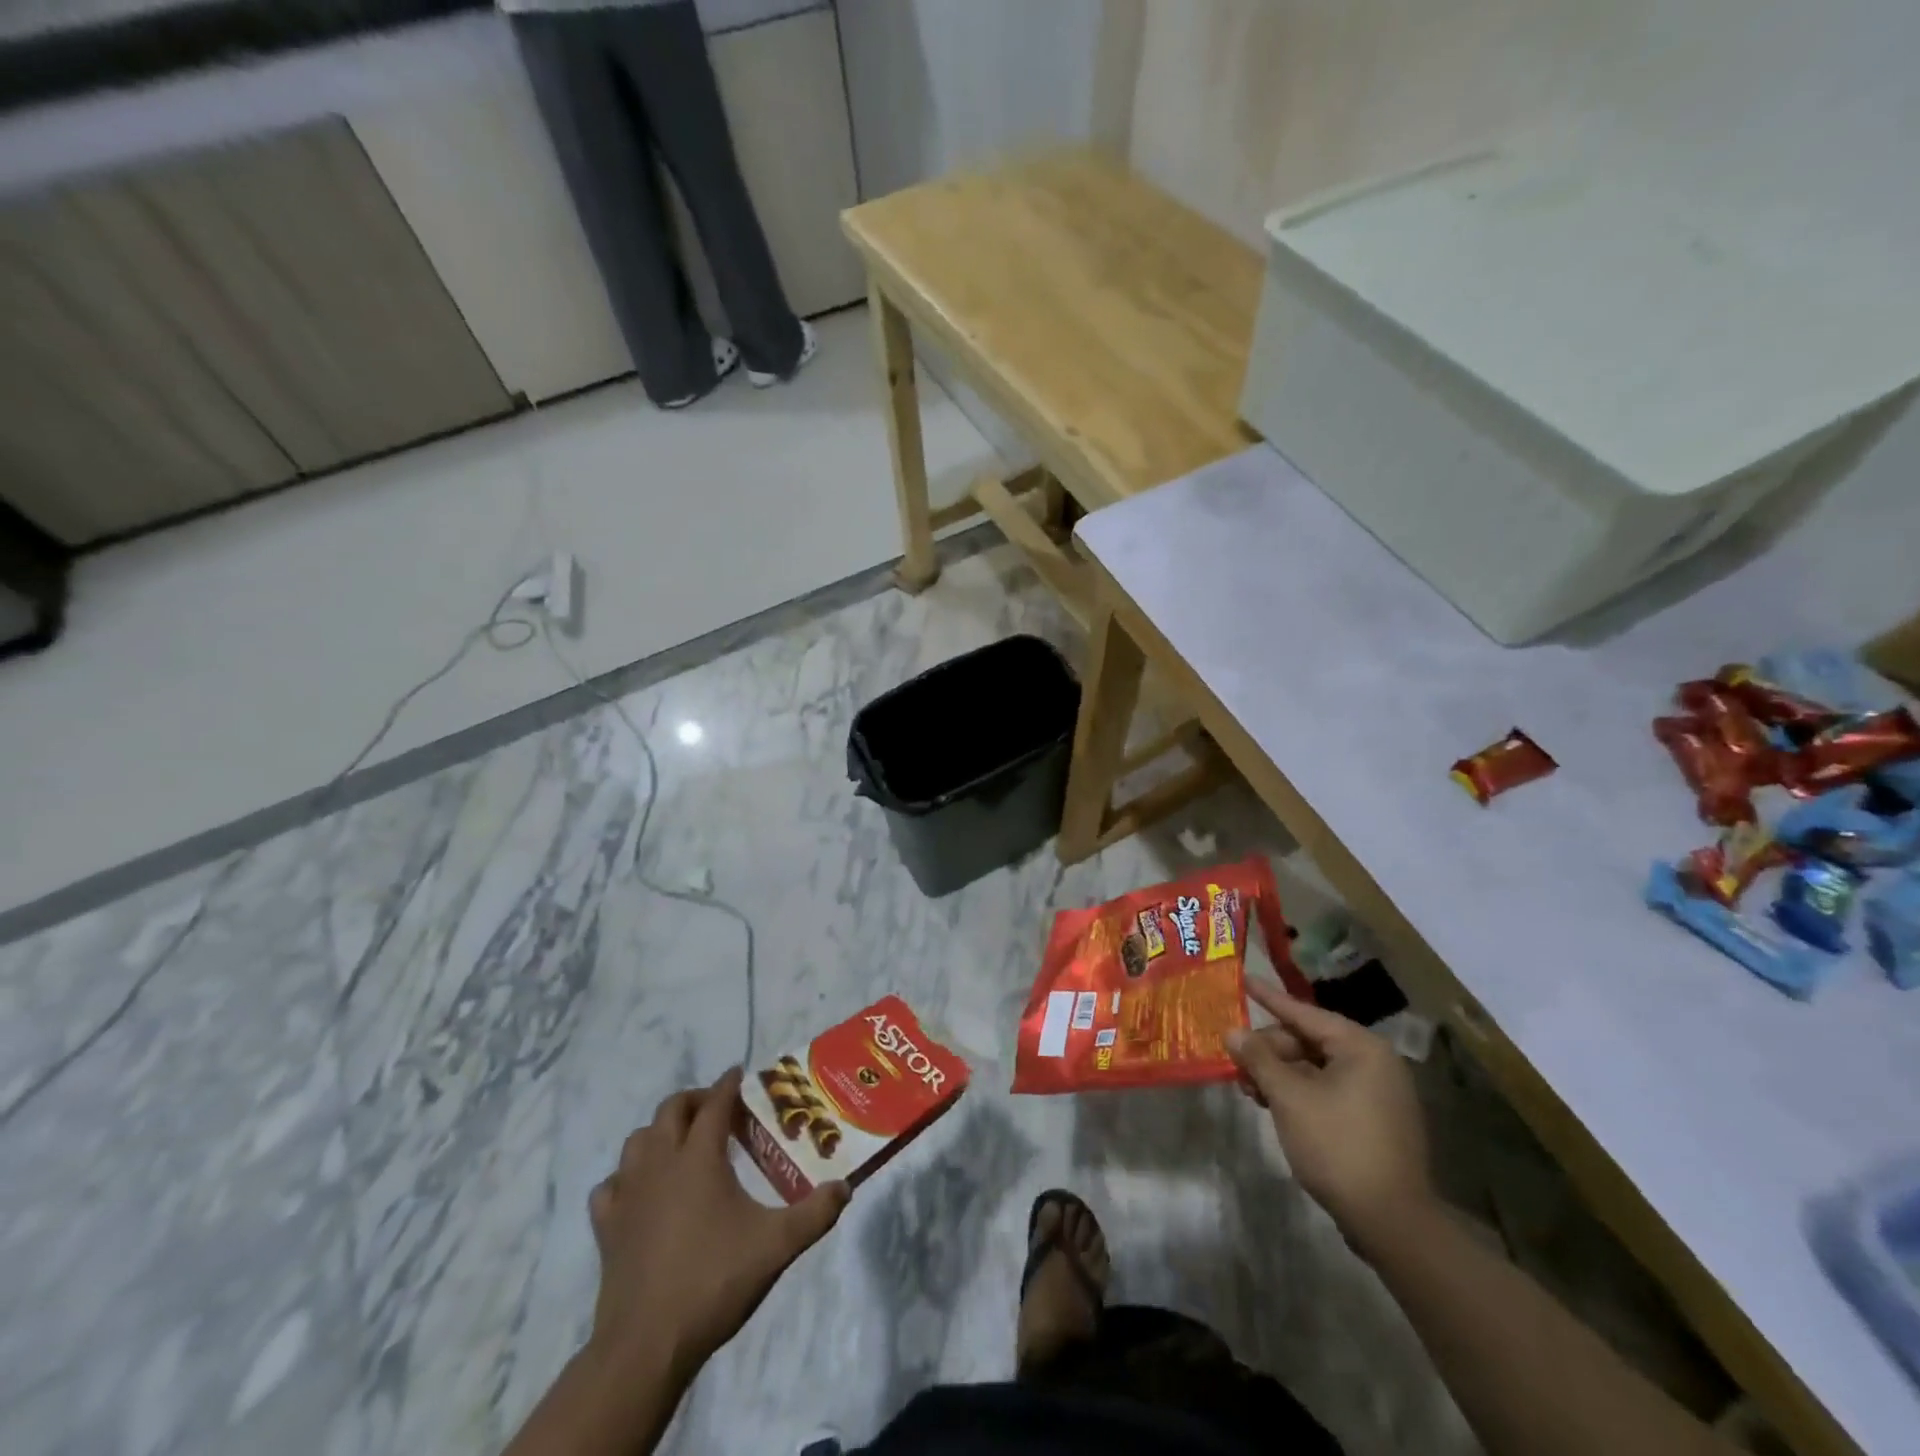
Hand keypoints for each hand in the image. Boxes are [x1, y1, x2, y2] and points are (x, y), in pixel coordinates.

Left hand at [587, 1068, 847, 1380]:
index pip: (715, 1104)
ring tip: (682, 1144)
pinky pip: (611, 1185)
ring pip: (637, 1141)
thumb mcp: (776, 1246)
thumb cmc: (713, 1281)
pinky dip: (627, 1178)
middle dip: (695, 1100)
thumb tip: (845, 1188)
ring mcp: (627, 1194)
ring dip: (660, 1132)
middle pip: (670, 1110)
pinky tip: (642, 1192)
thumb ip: (815, 1214)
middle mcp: (659, 1164)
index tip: (740, 1074)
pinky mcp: (606, 1227)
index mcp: (699, 1157)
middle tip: (718, 1109)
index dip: (729, 1084)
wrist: (646, 1345)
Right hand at [1227, 978, 1434, 1259]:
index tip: (1244, 978)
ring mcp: (1377, 1094)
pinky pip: (1327, 1091)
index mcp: (1361, 1048)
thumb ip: (1259, 1059)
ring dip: (1279, 1074)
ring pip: (1315, 1068)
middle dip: (1269, 1050)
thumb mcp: (1289, 1097)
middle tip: (1236, 1062)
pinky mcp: (1373, 1121)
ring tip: (1248, 1088)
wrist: (1392, 1223)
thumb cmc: (1338, 1146)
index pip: (1304, 1013)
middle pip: (1308, 1041)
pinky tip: (1272, 1103)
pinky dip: (1298, 1093)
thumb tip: (1233, 1032)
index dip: (1269, 998)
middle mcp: (1374, 1063)